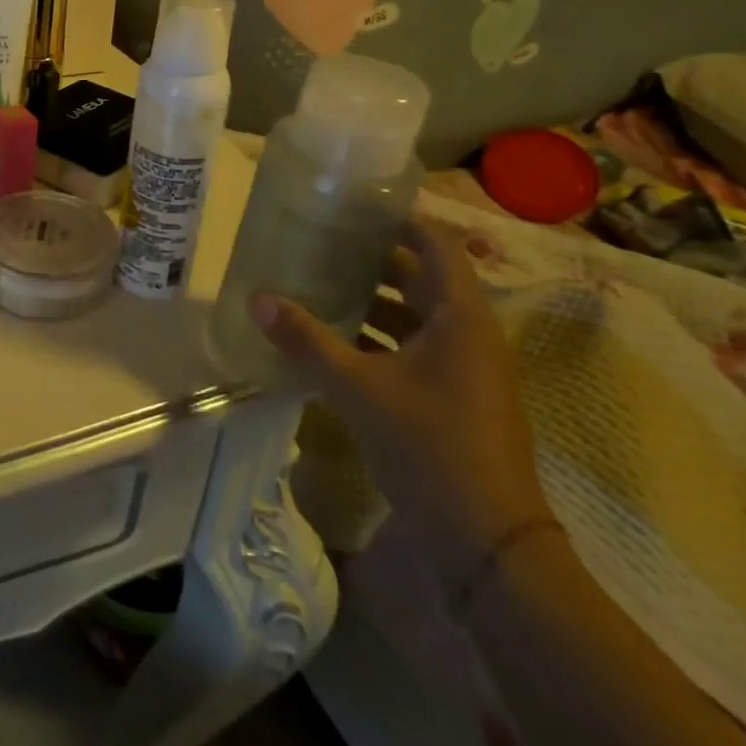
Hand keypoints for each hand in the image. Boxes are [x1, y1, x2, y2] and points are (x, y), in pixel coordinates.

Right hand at [248, 216, 551, 581]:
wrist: (487, 543)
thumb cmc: (431, 447)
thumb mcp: (359, 389)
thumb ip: (307, 340)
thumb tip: (257, 297)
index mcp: (460, 316)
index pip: (435, 243)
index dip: (398, 217)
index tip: (351, 203)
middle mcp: (468, 332)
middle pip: (422, 275)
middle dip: (372, 256)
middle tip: (319, 239)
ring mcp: (463, 367)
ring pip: (415, 313)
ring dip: (372, 297)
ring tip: (318, 281)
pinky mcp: (452, 396)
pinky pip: (412, 346)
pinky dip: (377, 335)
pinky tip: (334, 339)